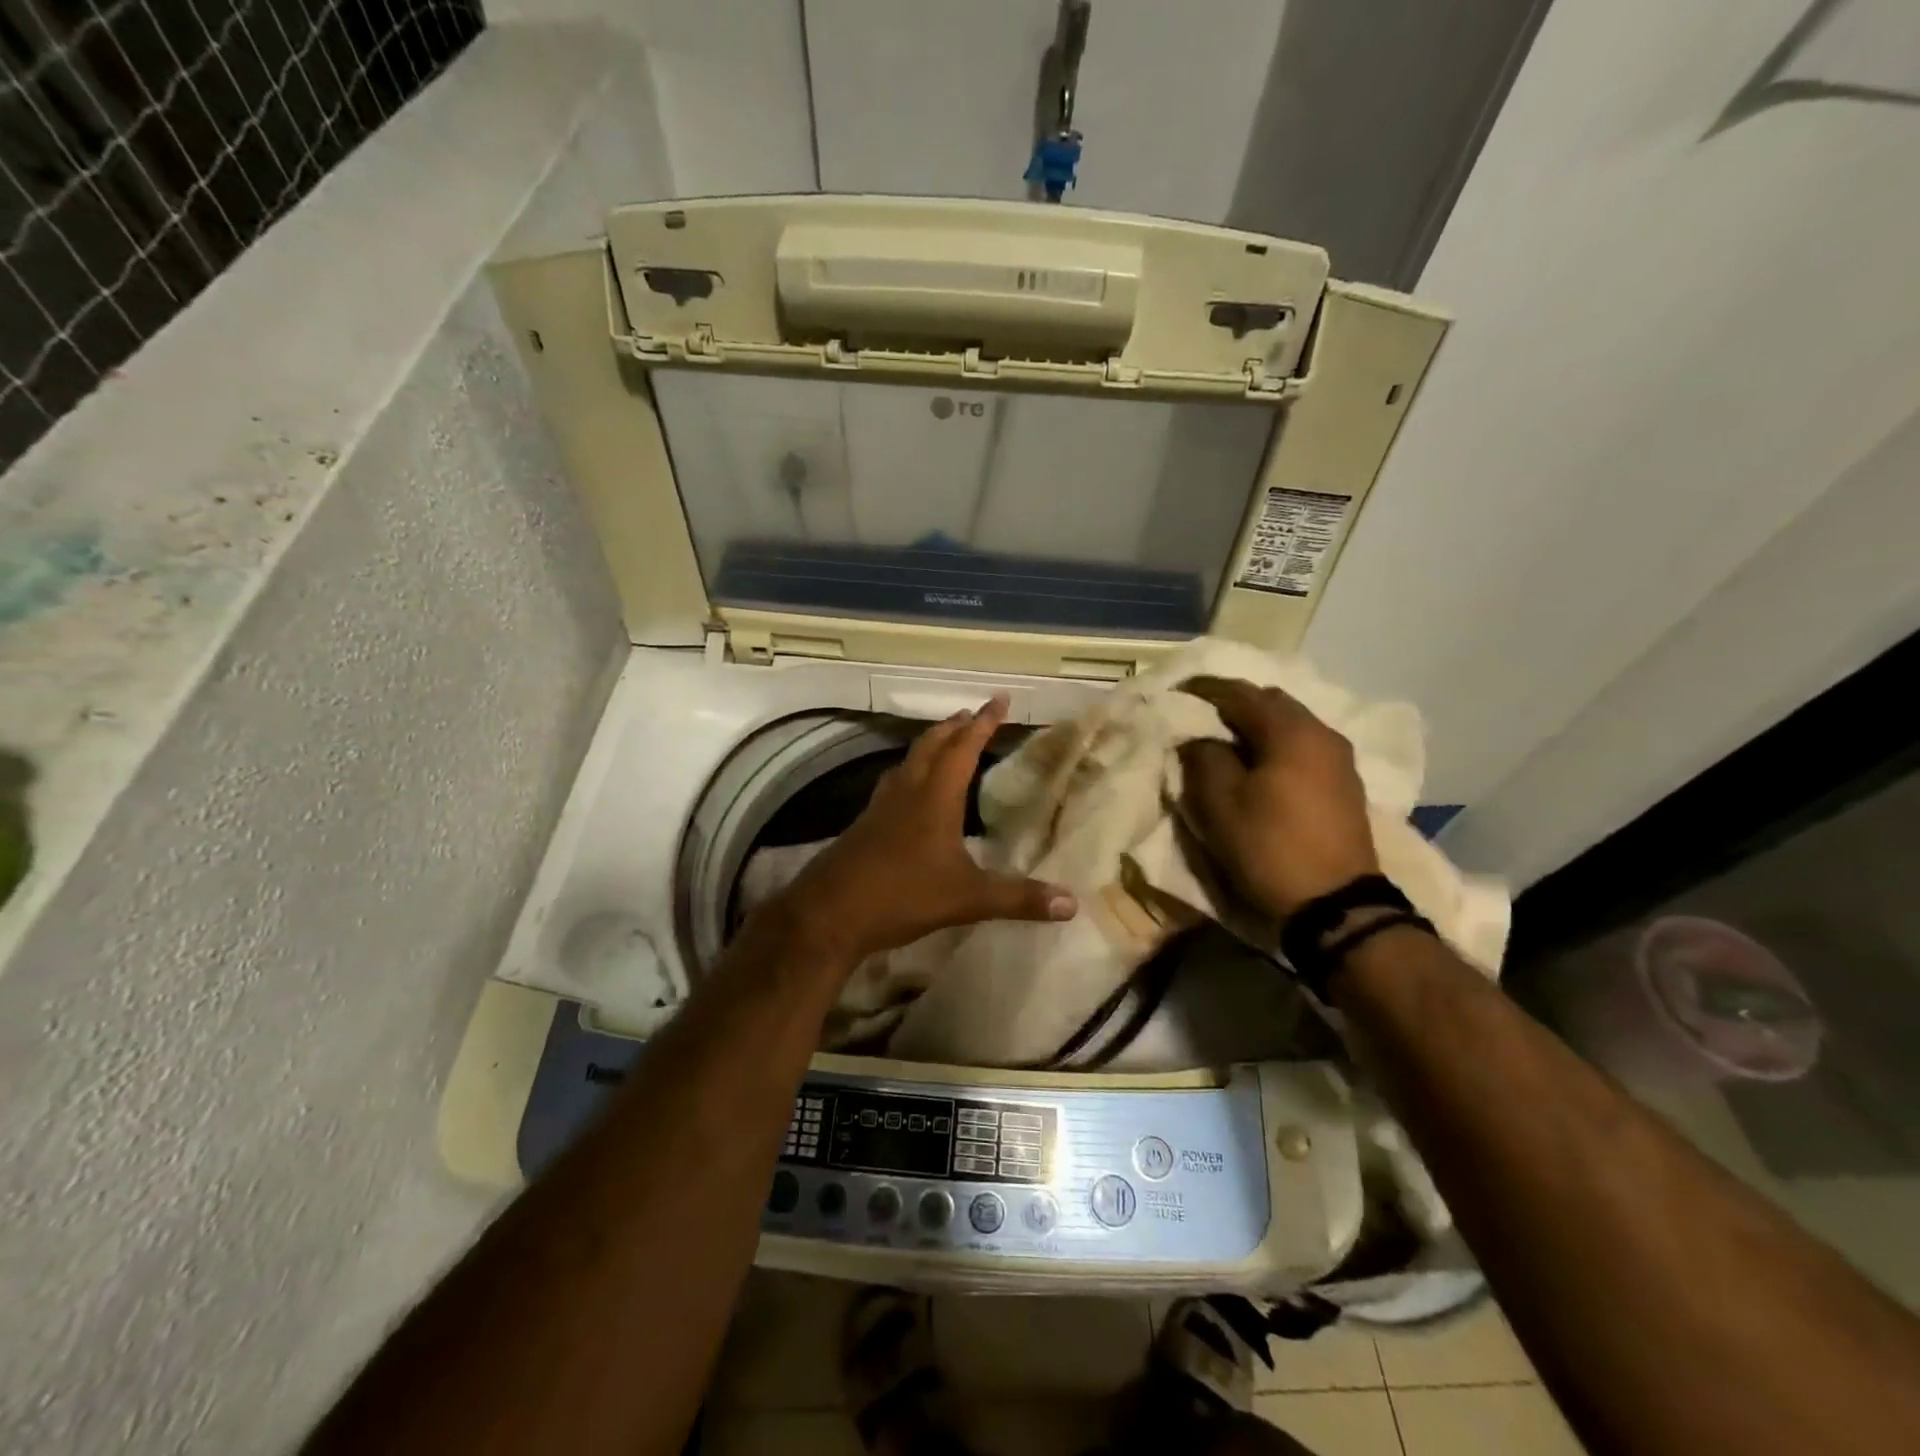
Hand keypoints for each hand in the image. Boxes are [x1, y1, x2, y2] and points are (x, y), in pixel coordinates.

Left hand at [776, 694, 1077, 964]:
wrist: (831, 912)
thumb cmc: (903, 895)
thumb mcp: (968, 899)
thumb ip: (1019, 899)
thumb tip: (1073, 904)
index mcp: (935, 797)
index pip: (963, 747)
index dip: (984, 723)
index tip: (999, 699)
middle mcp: (907, 792)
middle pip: (931, 746)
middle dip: (954, 726)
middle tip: (971, 713)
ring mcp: (880, 807)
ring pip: (908, 762)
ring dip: (929, 745)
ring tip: (943, 740)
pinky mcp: (864, 825)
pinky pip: (892, 784)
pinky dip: (909, 773)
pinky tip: (908, 791)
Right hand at [1177, 676, 1380, 921]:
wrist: (1335, 905)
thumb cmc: (1270, 847)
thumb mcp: (1220, 803)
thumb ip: (1203, 757)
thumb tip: (1199, 738)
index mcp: (1292, 731)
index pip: (1240, 693)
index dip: (1203, 690)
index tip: (1175, 693)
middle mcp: (1322, 733)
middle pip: (1270, 702)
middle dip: (1232, 704)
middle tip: (1199, 717)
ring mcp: (1339, 759)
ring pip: (1288, 725)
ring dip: (1255, 726)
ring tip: (1223, 742)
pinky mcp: (1343, 784)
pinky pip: (1301, 747)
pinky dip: (1274, 745)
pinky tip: (1256, 764)